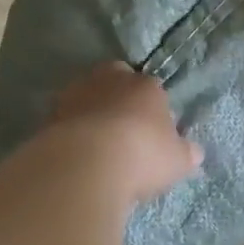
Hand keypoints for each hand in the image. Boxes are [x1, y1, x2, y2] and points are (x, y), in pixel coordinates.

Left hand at [37, 62, 202, 205]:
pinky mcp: (49, 114)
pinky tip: (75, 153)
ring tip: (95, 144)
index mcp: (145, 86)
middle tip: (121, 128)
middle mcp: (110, 80)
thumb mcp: (176, 161)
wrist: (85, 164)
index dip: (151, 108)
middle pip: (115, 80)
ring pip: (86, 95)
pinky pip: (65, 119)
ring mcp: (76, 94)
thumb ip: (185, 153)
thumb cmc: (141, 155)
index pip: (151, 88)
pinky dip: (70, 131)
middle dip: (117, 97)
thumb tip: (194, 152)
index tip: (151, 132)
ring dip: (90, 112)